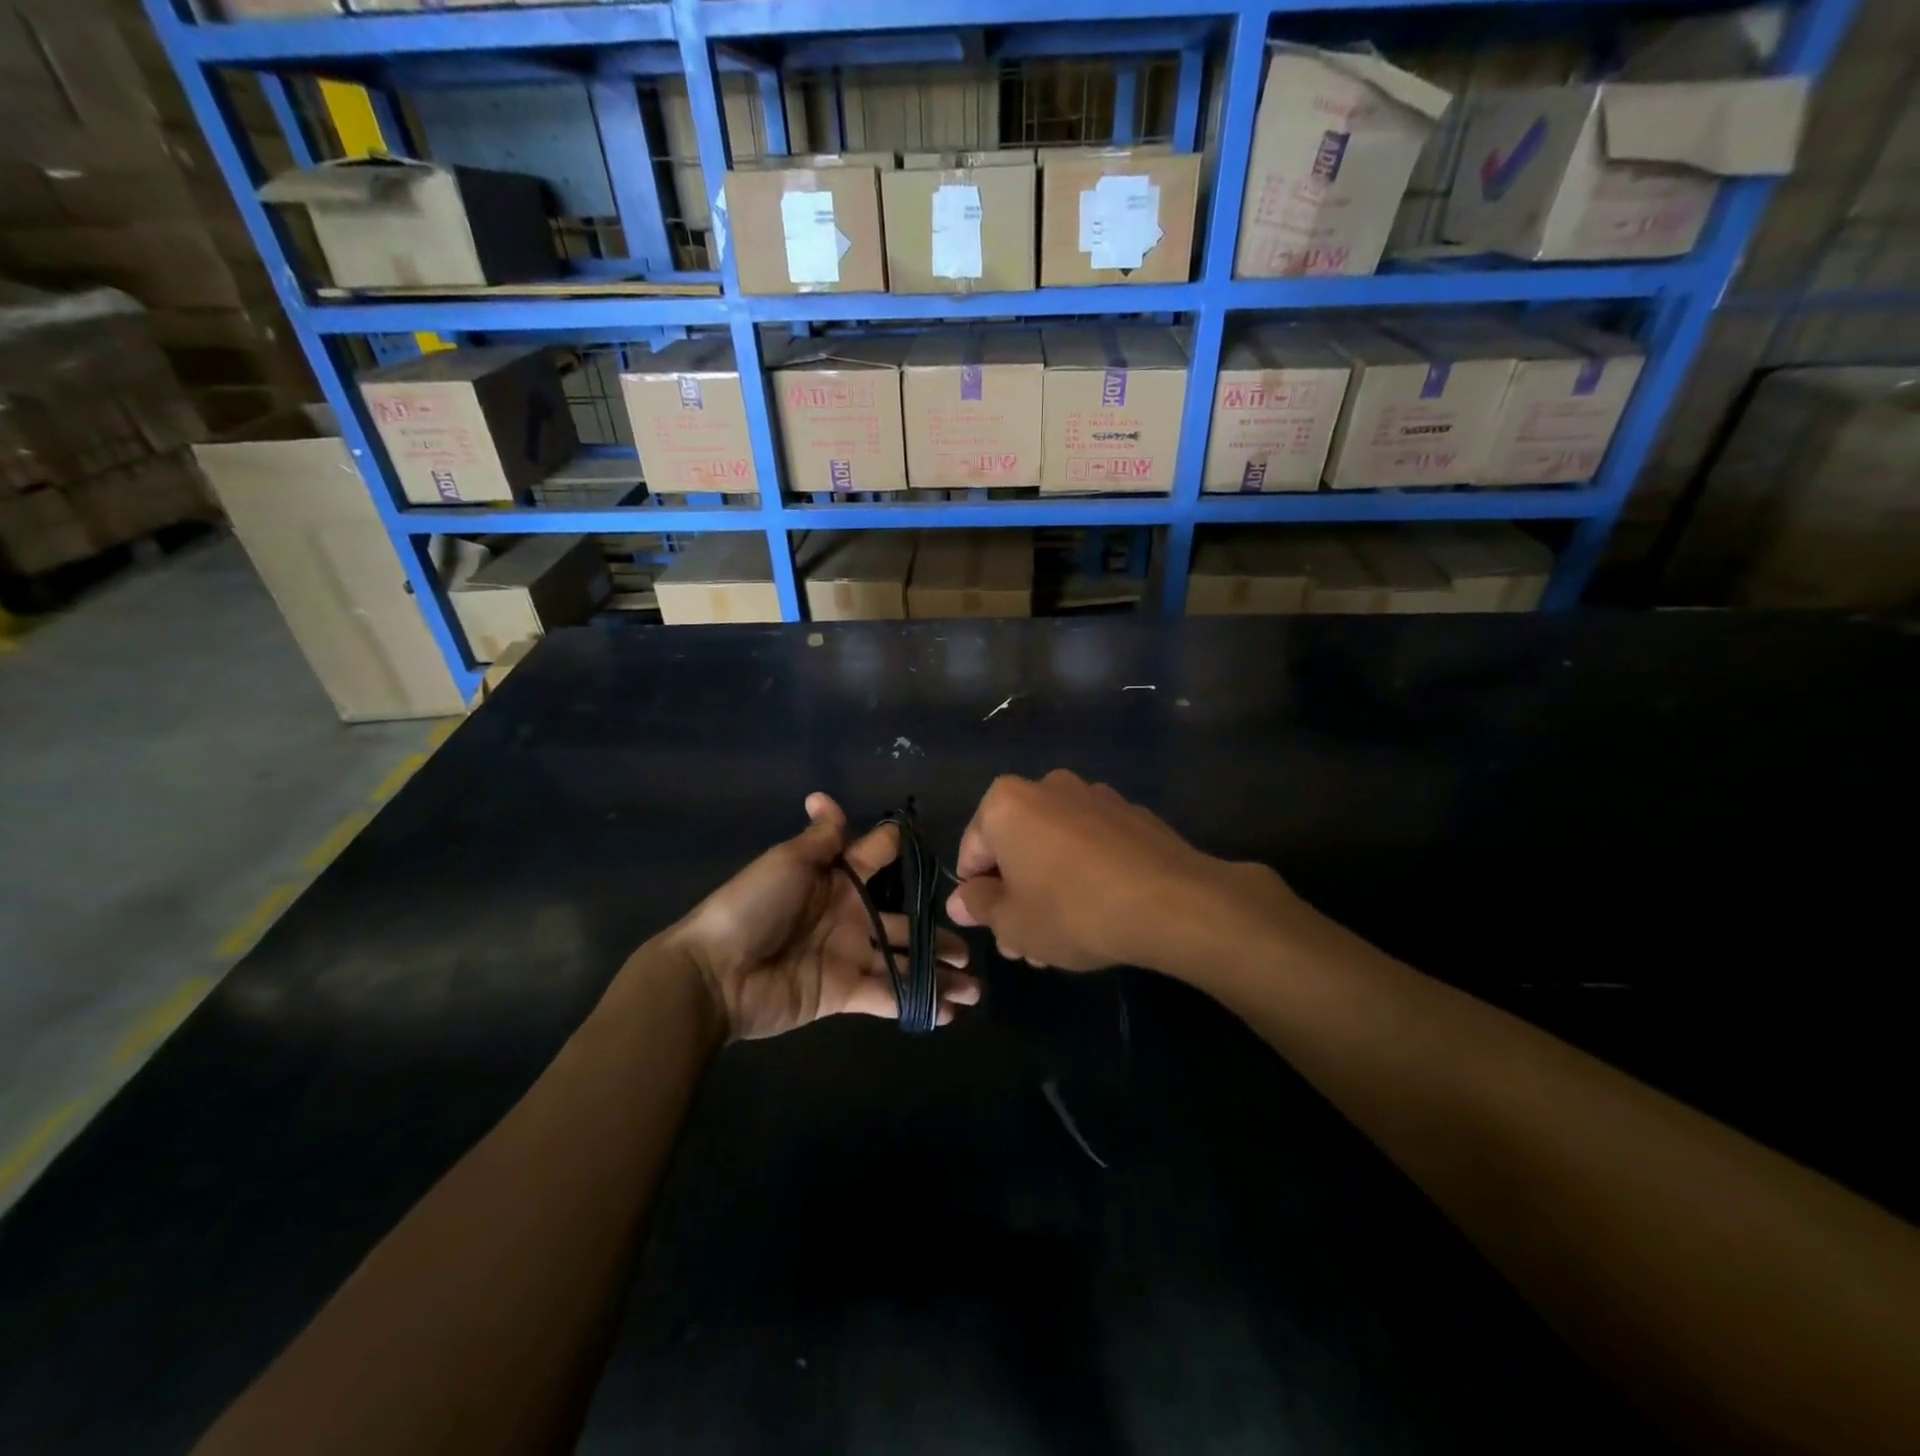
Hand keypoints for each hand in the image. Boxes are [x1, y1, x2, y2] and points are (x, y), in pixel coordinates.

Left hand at [671, 793, 976, 1040]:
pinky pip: (888, 994)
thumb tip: (823, 795)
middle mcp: (849, 916)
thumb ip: (820, 838)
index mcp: (836, 879)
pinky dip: (918, 1003)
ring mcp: (848, 956)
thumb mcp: (787, 862)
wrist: (716, 973)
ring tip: (973, 985)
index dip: (903, 853)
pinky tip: (950, 1011)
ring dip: (937, 974)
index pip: (877, 859)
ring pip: (903, 962)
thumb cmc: (753, 907)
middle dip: (936, 932)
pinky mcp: (844, 993)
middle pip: (903, 921)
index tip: (938, 850)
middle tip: (973, 944)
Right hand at [945, 769, 1286, 973]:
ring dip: (1048, 887)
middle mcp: (1047, 787)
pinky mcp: (1130, 813)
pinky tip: (1098, 912)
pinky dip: (1084, 871)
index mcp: (1006, 803)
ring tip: (1062, 938)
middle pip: (1015, 847)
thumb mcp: (1012, 922)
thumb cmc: (1072, 910)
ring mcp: (1094, 796)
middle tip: (1026, 944)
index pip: (972, 852)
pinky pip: (1090, 844)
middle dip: (1016, 896)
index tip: (994, 929)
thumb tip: (962, 899)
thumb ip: (979, 906)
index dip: (976, 896)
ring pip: (1053, 847)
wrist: (1170, 901)